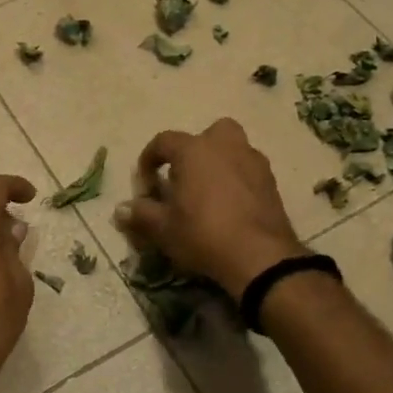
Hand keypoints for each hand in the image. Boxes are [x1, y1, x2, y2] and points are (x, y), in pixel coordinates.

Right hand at [115, 119, 306, 300]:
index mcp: (194, 150)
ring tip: (209, 194)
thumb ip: (141, 214)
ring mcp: (253, 162)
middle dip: (195, 150)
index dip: (149, 159)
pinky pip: (248, 171)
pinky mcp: (272, 183)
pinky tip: (231, 207)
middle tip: (185, 178)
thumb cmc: (203, 234)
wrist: (260, 257)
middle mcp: (225, 146)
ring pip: (233, 150)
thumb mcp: (164, 228)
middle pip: (208, 134)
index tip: (145, 184)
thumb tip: (120, 210)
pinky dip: (238, 181)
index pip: (164, 141)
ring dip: (219, 164)